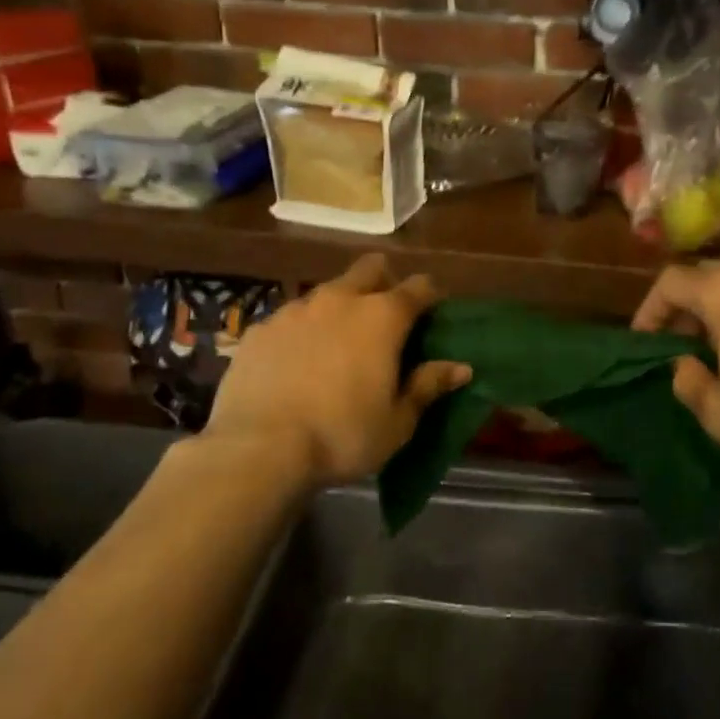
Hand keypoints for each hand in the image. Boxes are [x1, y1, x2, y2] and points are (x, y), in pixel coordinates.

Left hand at [203, 255, 470, 485]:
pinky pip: (290, 319)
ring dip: (340, 308)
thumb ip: (428, 386)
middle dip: (384, 283)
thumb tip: (462, 367)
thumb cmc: (343, 435)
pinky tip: (296, 365)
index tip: (430, 317)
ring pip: (328, 292)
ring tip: (337, 346)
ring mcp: (295, 310)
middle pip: (371, 268)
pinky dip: (302, 332)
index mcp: (383, 317)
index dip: (429, 297)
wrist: (257, 450)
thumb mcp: (398, 421)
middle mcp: (341, 300)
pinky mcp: (259, 329)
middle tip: (384, 321)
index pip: (419, 287)